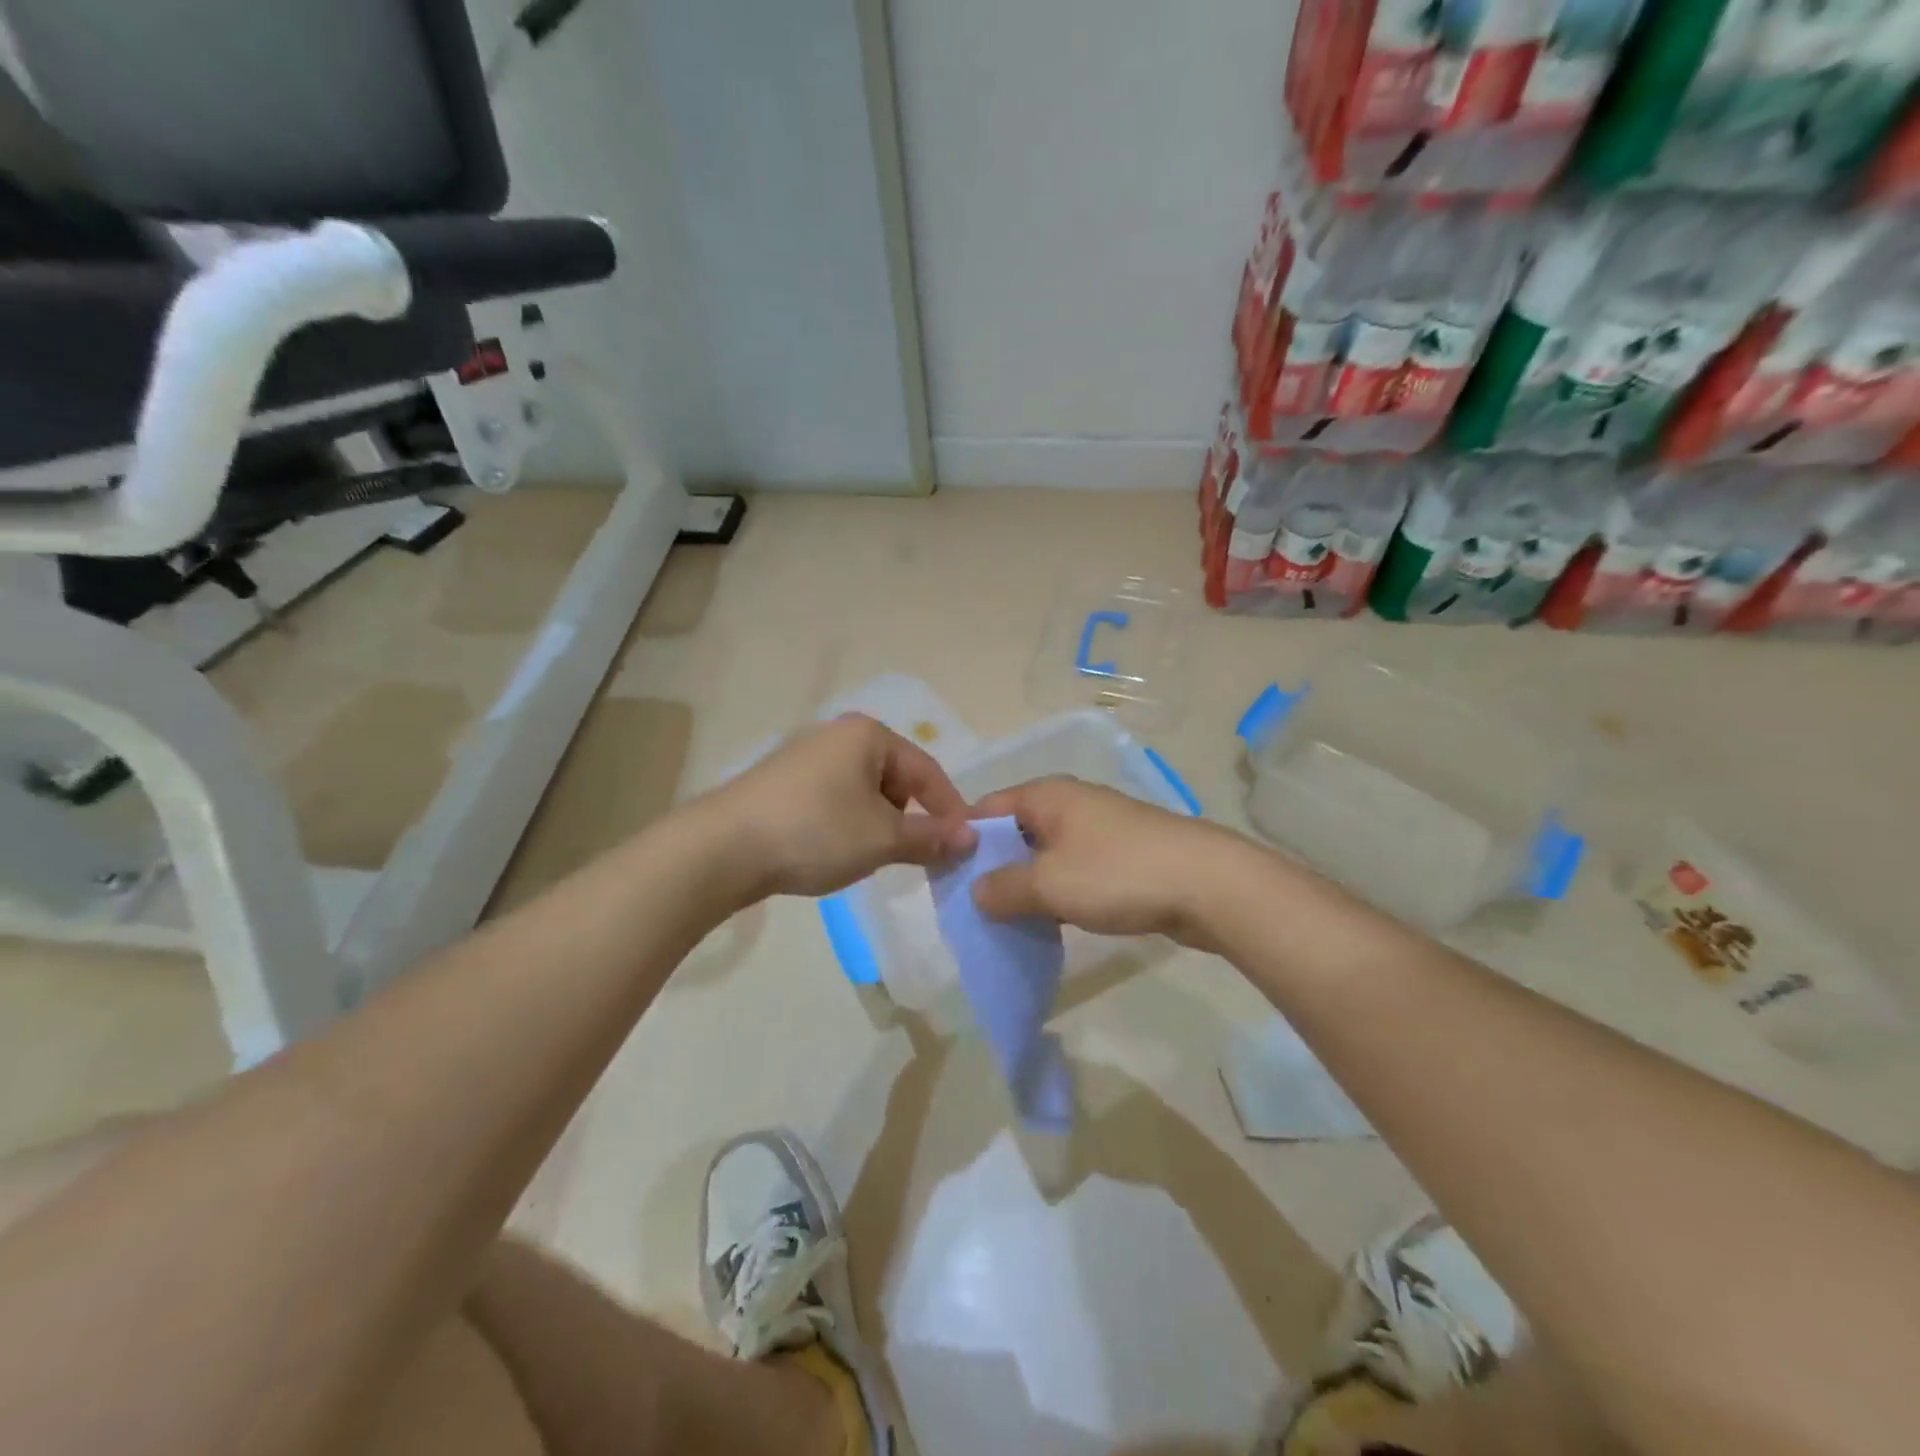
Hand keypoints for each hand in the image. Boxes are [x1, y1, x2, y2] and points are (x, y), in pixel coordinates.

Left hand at [703, 714, 976, 901]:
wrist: (723, 848)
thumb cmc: (815, 832)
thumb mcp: (882, 838)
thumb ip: (931, 837)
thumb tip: (971, 838)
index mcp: (868, 735)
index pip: (928, 771)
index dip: (950, 810)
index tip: (965, 846)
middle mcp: (838, 735)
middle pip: (896, 780)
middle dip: (910, 819)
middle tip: (914, 858)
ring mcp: (807, 757)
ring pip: (865, 794)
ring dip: (878, 826)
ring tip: (870, 858)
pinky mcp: (783, 783)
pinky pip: (835, 801)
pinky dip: (847, 825)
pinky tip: (833, 851)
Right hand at [969, 777, 1243, 947]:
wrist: (1208, 884)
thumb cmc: (1116, 874)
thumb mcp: (1048, 885)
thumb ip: (1003, 888)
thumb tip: (977, 892)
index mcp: (1046, 796)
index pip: (986, 809)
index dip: (963, 841)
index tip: (947, 878)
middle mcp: (1070, 803)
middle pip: (1015, 832)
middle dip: (994, 868)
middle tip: (974, 907)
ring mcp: (1100, 828)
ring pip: (1046, 854)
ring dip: (1028, 884)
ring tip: (1008, 920)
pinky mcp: (1123, 855)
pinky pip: (1075, 870)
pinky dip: (1059, 892)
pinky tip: (1053, 922)